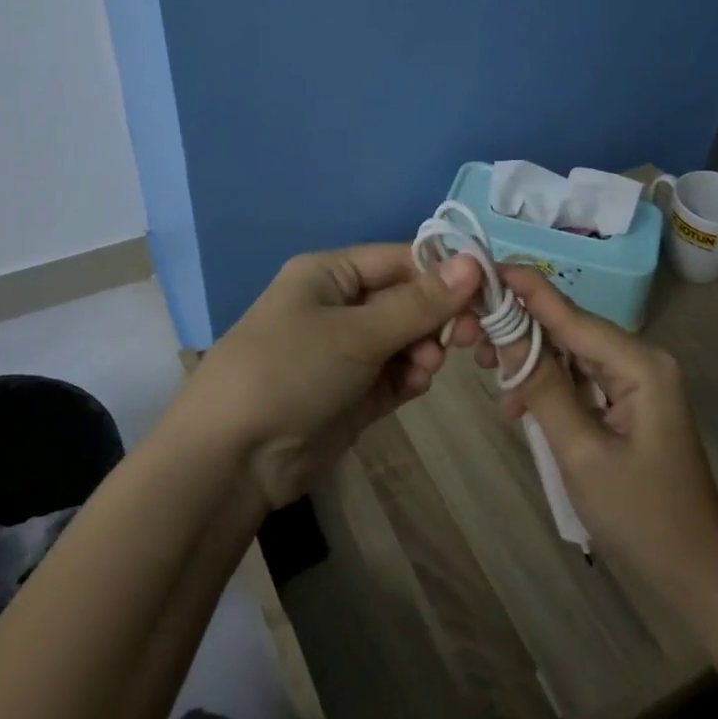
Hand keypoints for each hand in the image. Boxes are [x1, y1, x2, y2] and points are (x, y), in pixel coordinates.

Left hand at [181, 245, 482, 507]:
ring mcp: (345, 352)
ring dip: (423, 350)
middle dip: (435, 317)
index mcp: (329, 274)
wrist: (232, 458)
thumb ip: (418, 303)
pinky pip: (394, 374)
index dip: (442, 272)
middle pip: (405, 300)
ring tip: (426, 369)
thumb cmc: (290, 370)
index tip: (485, 291)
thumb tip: (474, 262)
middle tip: (465, 337)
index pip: (399, 260)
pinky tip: (416, 386)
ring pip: (404, 339)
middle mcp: (338, 307)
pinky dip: (410, 377)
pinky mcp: (352, 394)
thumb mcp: (356, 332)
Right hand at [474, 266, 717, 605]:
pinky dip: (548, 385)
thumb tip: (504, 332)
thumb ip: (542, 386)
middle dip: (519, 329)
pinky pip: (580, 378)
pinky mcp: (628, 402)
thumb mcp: (580, 452)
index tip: (483, 267)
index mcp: (639, 364)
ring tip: (485, 370)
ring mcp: (636, 381)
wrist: (696, 575)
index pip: (571, 313)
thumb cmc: (641, 516)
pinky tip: (517, 406)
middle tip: (469, 338)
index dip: (526, 289)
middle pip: (569, 329)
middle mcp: (640, 360)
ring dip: (530, 360)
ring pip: (570, 353)